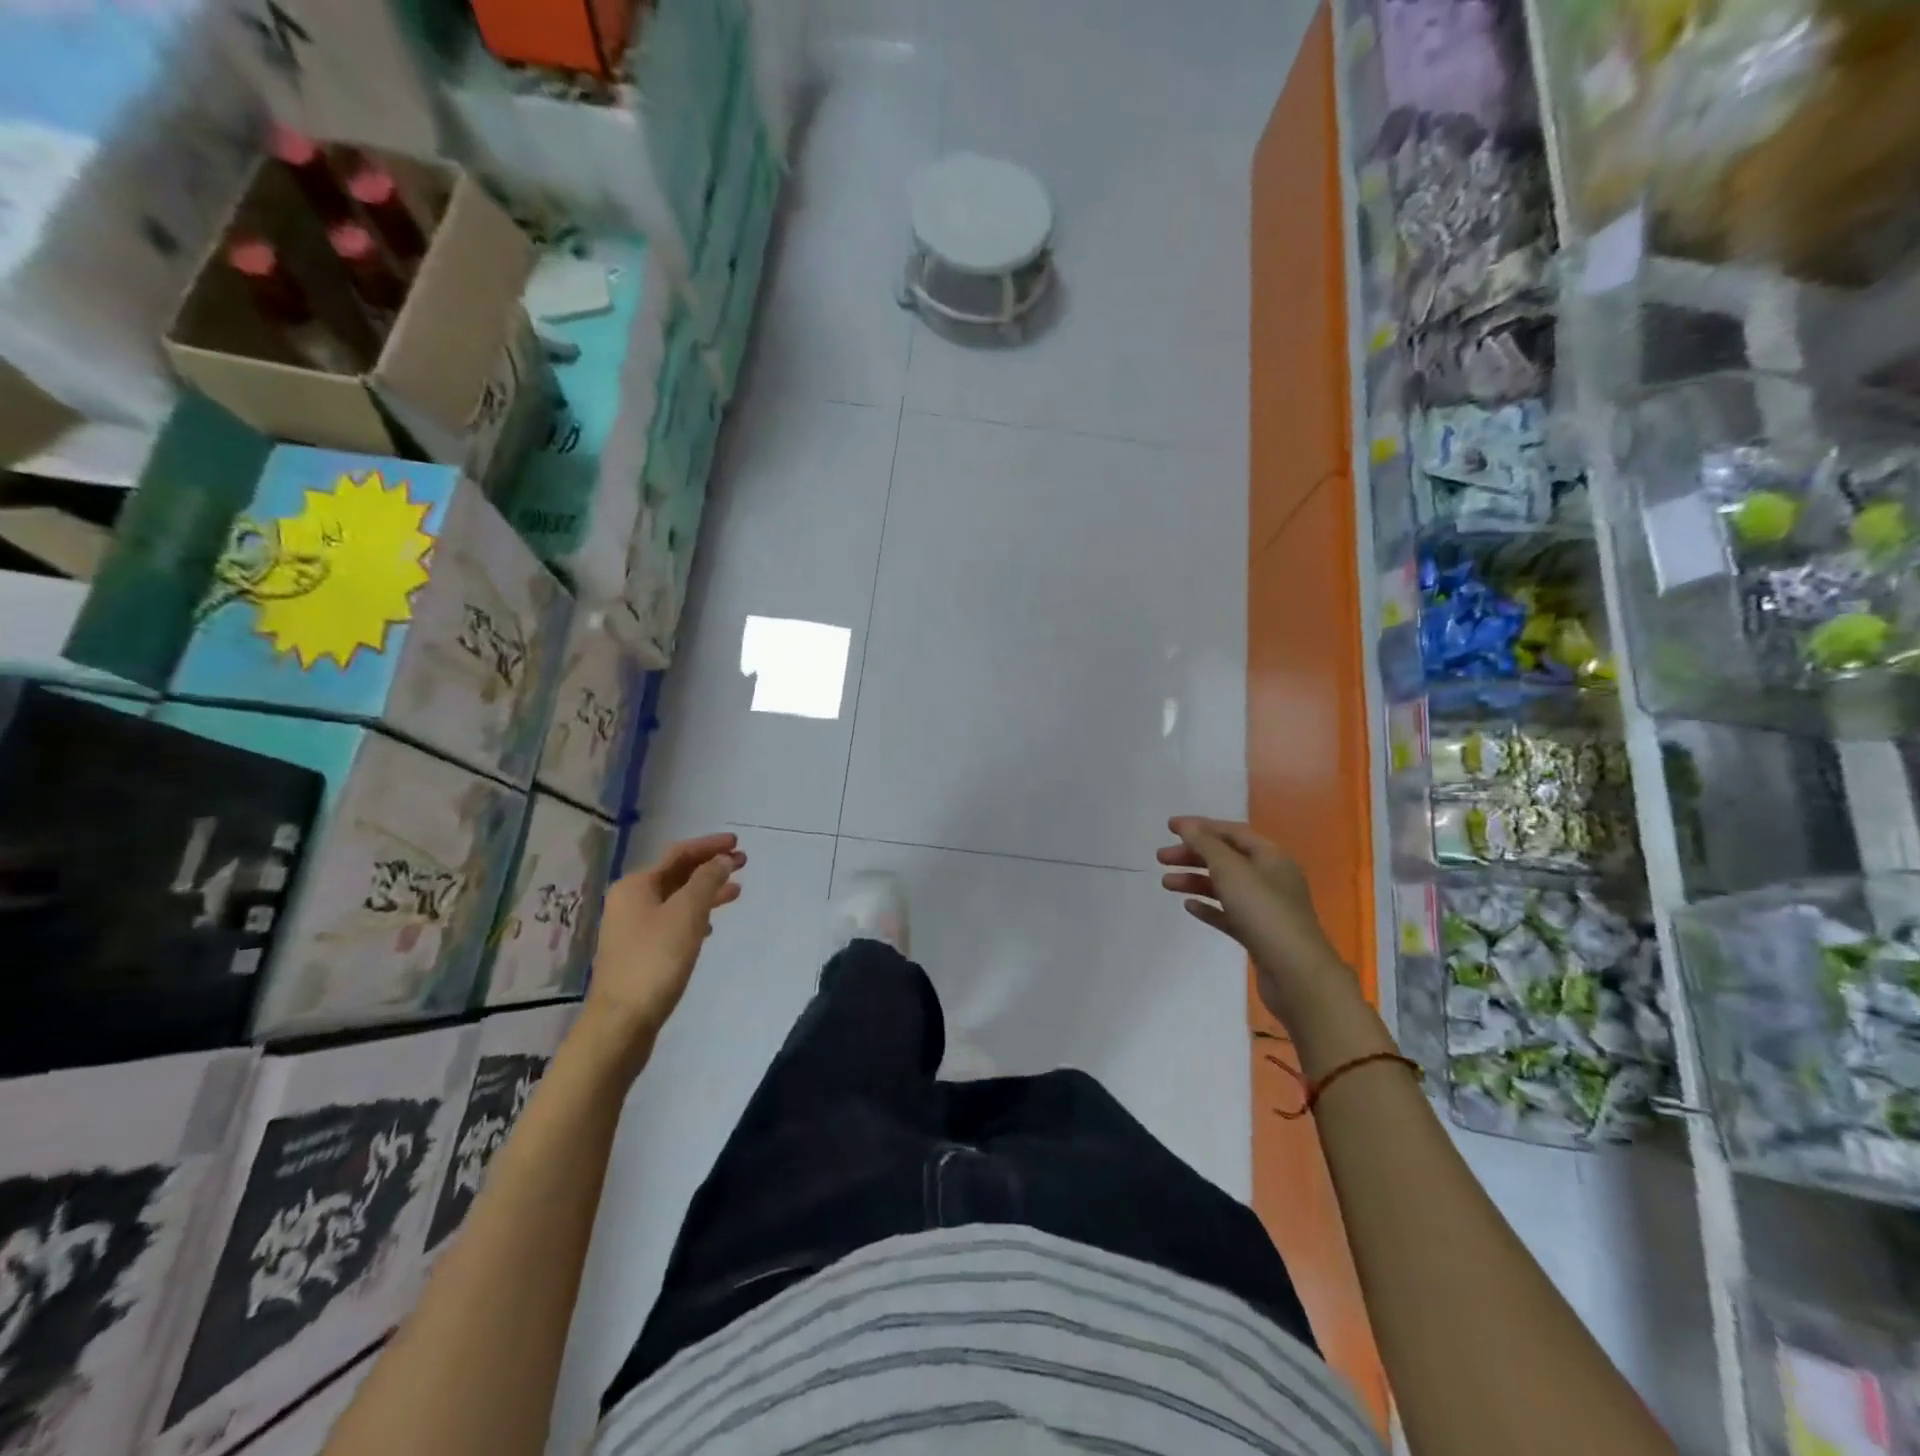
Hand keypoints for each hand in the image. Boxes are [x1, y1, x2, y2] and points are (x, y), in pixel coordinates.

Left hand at [583, 833, 744, 1061]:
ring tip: (736, 892)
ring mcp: (633, 928)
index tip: (738, 843)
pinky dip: (695, 916)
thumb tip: (721, 860)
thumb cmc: (655, 960)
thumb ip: (706, 881)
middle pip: (677, 874)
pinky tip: (710, 926)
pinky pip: (672, 921)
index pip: (679, 853)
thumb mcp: (687, 914)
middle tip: (743, 863)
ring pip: (676, 899)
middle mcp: (630, 901)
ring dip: (706, 892)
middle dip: (710, 867)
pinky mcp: (640, 952)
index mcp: (636, 885)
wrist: (622, 1022)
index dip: (709, 846)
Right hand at [1157, 817, 1366, 1031]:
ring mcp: (1265, 908)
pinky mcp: (1258, 934)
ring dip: (1195, 881)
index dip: (1200, 827)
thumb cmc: (1263, 912)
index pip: (1232, 832)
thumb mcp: (1231, 870)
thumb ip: (1206, 845)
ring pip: (1224, 886)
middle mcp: (1270, 877)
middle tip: (1161, 858)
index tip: (1169, 827)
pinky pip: (1228, 913)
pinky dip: (1209, 907)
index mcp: (1270, 856)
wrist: (1295, 973)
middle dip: (1192, 855)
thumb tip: (1186, 826)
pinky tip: (1189, 907)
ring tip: (1166, 884)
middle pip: (1226, 859)